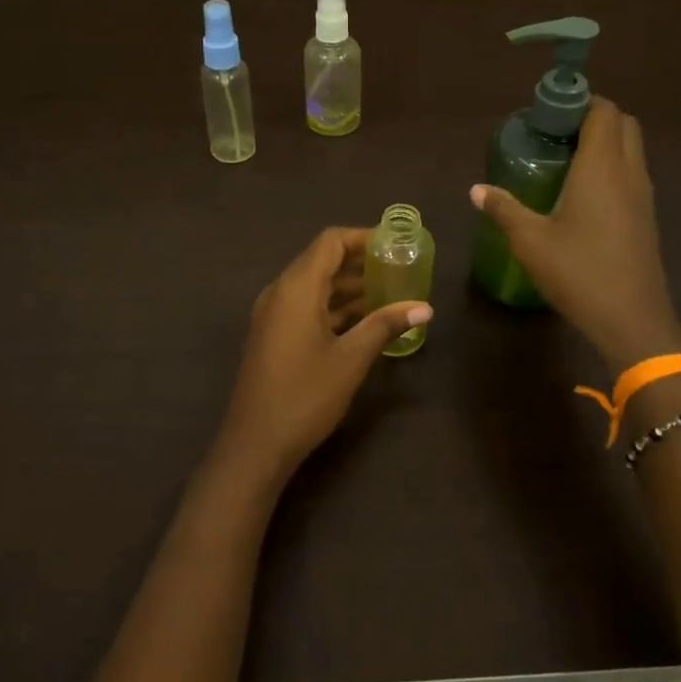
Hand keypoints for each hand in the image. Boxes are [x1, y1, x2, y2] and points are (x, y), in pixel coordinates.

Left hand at [212, 228, 432, 485]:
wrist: (255, 443)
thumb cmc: (305, 395)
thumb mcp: (351, 358)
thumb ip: (386, 325)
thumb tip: (425, 307)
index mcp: (296, 288)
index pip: (330, 242)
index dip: (363, 238)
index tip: (395, 245)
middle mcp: (280, 292)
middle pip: (321, 260)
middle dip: (360, 262)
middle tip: (398, 268)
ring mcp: (273, 314)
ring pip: (314, 285)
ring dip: (348, 286)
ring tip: (389, 293)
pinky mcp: (273, 335)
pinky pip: (306, 305)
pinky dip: (333, 306)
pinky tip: (363, 321)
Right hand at [471, 97, 680, 374]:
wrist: (631, 319)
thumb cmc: (579, 272)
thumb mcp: (530, 240)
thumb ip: (504, 208)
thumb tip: (476, 189)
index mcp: (602, 167)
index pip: (603, 111)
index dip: (579, 101)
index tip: (548, 112)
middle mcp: (629, 172)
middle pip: (623, 124)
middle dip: (593, 117)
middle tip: (555, 133)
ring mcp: (643, 195)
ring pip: (631, 149)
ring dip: (604, 142)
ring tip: (563, 158)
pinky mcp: (646, 217)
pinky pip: (631, 173)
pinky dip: (611, 167)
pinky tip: (580, 192)